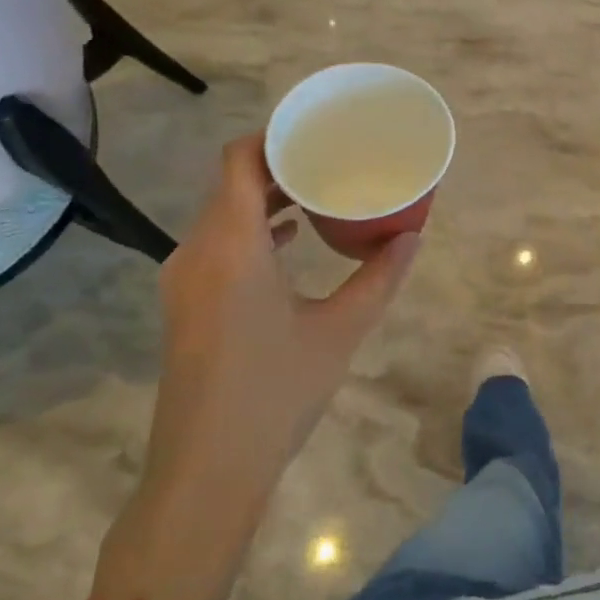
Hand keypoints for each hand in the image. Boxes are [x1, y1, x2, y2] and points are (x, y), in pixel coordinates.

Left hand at [97, 134, 420, 599]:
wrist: (206, 470)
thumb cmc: (276, 391)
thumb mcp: (341, 329)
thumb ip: (380, 277)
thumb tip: (414, 235)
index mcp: (232, 244)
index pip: (239, 160)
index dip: (274, 135)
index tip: (316, 129)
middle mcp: (197, 251)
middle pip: (232, 182)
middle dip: (280, 164)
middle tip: (332, 157)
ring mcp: (185, 279)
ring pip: (224, 215)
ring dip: (267, 198)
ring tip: (319, 191)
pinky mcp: (186, 304)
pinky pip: (218, 244)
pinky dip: (254, 230)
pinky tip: (292, 241)